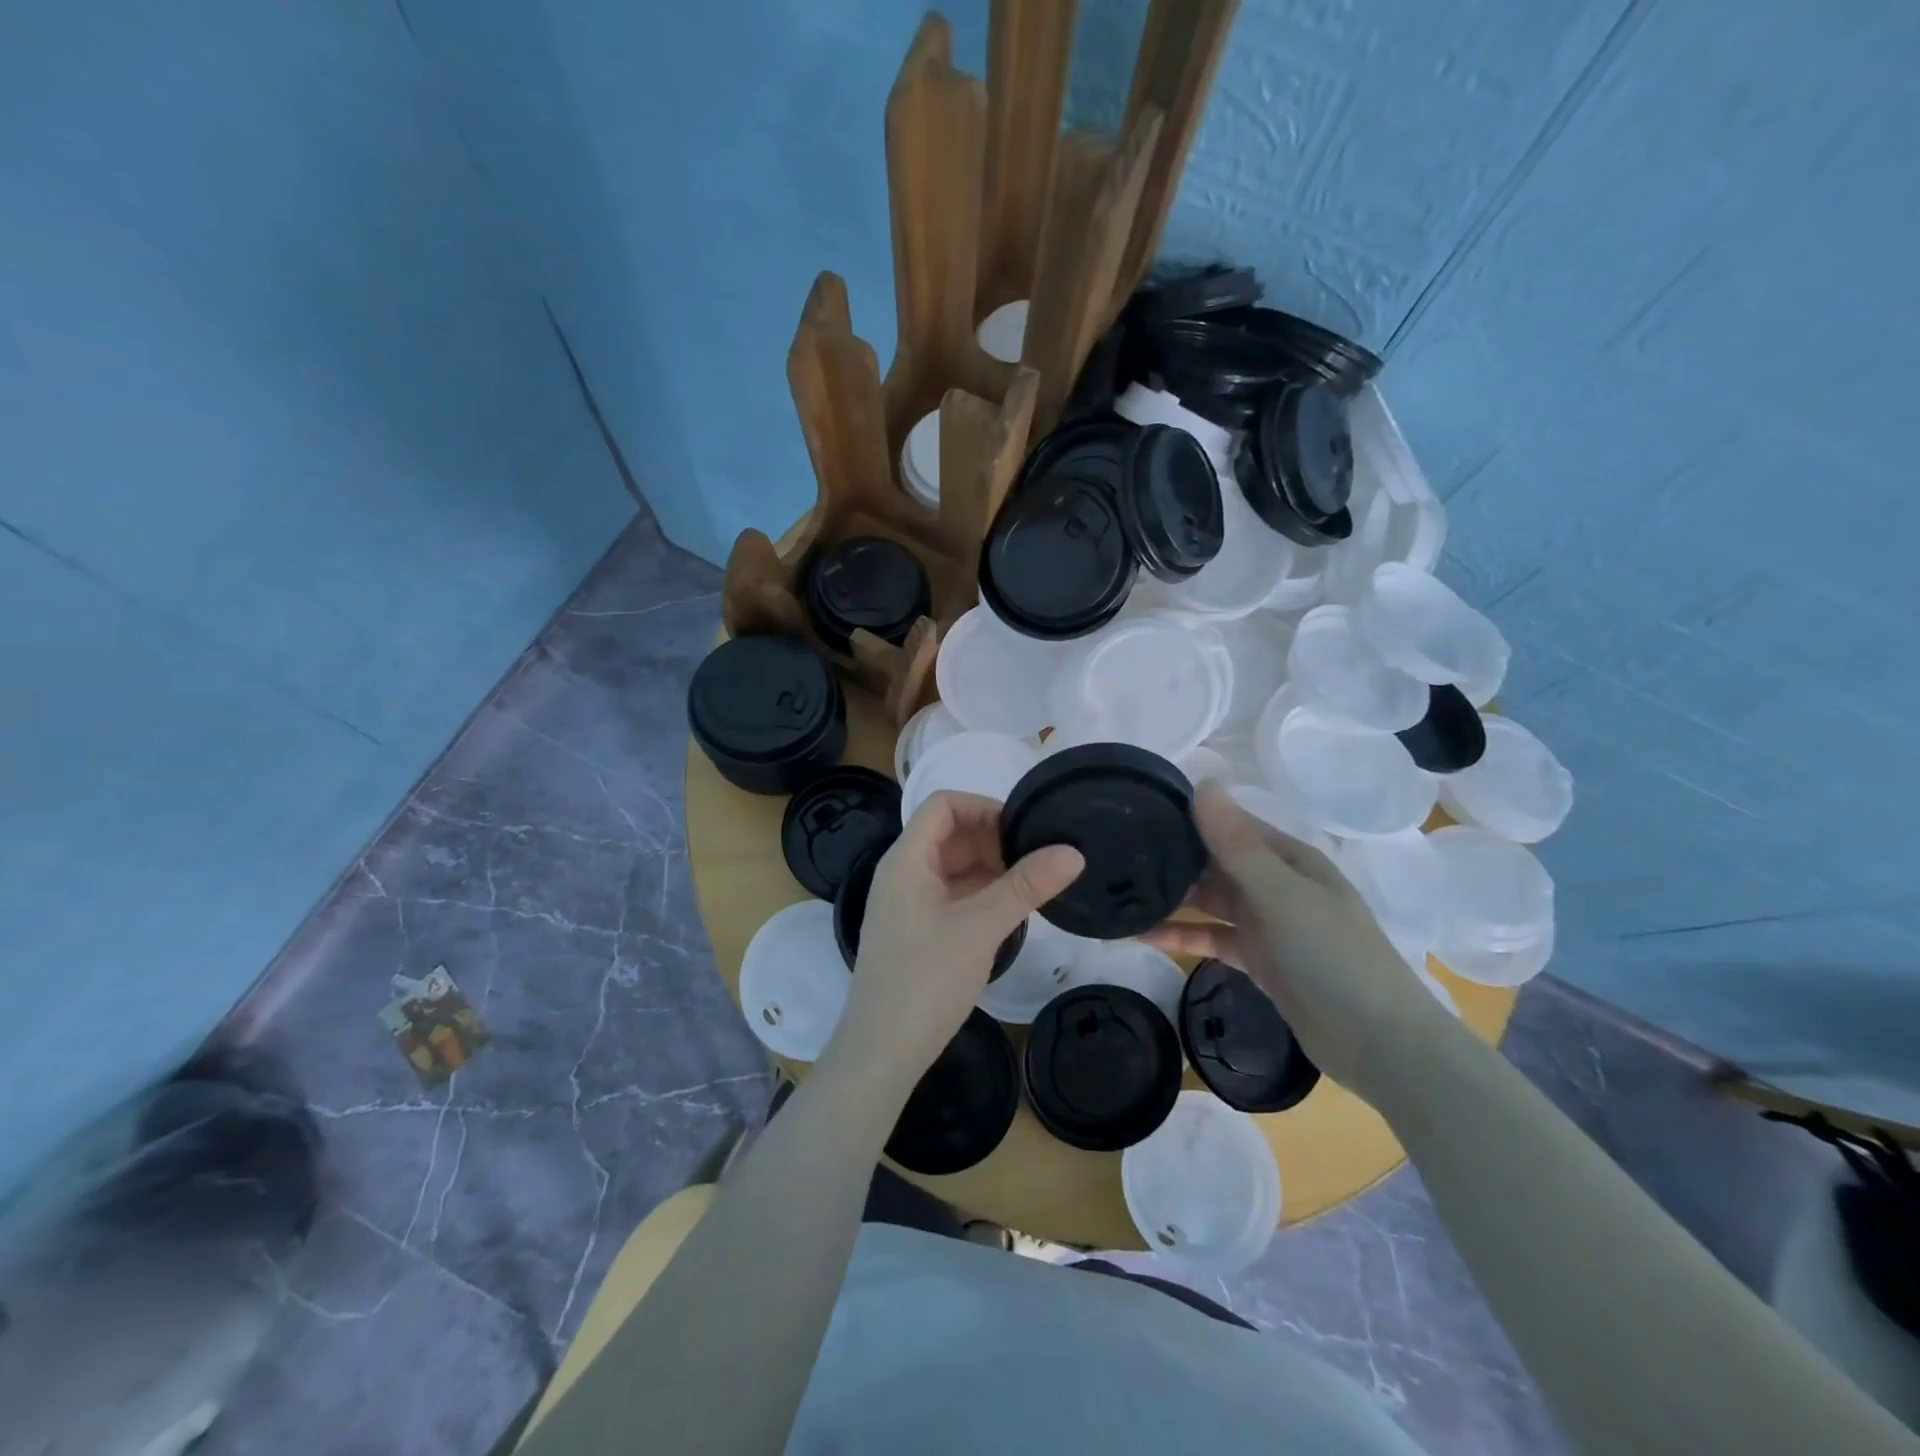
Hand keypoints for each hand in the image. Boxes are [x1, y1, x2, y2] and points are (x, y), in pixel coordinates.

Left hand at [826, 791, 1083, 1095]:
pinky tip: (1013, 911)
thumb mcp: (980, 927)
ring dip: (992, 868)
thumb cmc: (925, 980)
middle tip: (1040, 859)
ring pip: (955, 867)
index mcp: (906, 859)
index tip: (1025, 829)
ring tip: (1035, 884)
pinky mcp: (918, 931)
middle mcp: (903, 873)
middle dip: (994, 839)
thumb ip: (1026, 886)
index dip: (985, 807)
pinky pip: (953, 895)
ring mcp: (909, 904)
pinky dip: (982, 894)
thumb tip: (1074, 851)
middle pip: (950, 834)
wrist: (881, 1054)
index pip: (943, 805)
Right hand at [1144, 781, 1451, 1101]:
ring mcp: (1268, 923)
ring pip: (1211, 901)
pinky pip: (1213, 937)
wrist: (1377, 1043)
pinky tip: (1144, 936)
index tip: (1139, 812)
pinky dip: (1183, 936)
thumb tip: (1202, 784)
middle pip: (1217, 862)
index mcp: (1289, 858)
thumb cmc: (1331, 955)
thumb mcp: (1280, 894)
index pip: (1231, 825)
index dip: (1190, 817)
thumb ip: (1236, 843)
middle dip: (1175, 859)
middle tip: (1117, 856)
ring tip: (1122, 894)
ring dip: (1173, 899)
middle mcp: (1277, 883)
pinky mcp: (1259, 959)